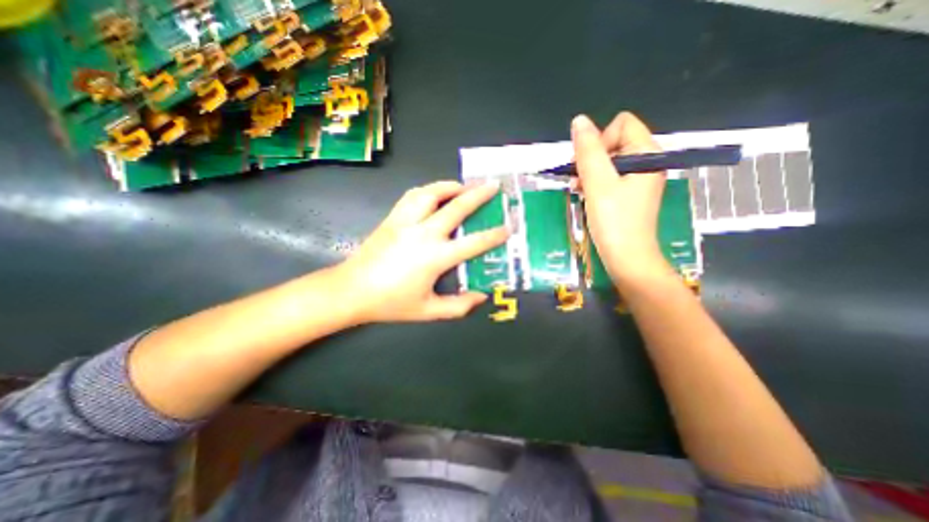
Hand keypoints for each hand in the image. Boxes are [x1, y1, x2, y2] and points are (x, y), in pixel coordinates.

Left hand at [335, 182, 507, 324]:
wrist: (351, 290)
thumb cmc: (391, 302)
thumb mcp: (428, 311)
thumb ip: (458, 307)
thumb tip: (481, 297)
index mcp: (435, 257)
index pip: (473, 243)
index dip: (494, 235)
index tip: (508, 227)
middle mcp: (424, 233)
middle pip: (456, 207)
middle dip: (478, 194)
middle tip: (493, 185)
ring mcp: (406, 222)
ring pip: (431, 193)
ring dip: (451, 186)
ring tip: (464, 185)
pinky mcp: (392, 218)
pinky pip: (412, 195)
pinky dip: (428, 189)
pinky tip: (435, 192)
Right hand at [570, 112, 671, 283]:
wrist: (627, 258)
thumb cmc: (614, 221)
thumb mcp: (598, 183)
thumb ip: (588, 151)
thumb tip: (579, 121)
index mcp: (648, 153)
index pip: (621, 124)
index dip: (600, 140)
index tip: (590, 166)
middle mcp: (647, 161)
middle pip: (614, 141)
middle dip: (592, 158)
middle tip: (580, 180)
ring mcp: (639, 178)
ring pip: (609, 160)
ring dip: (590, 172)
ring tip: (580, 190)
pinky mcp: (630, 193)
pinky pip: (610, 176)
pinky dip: (595, 183)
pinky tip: (585, 195)